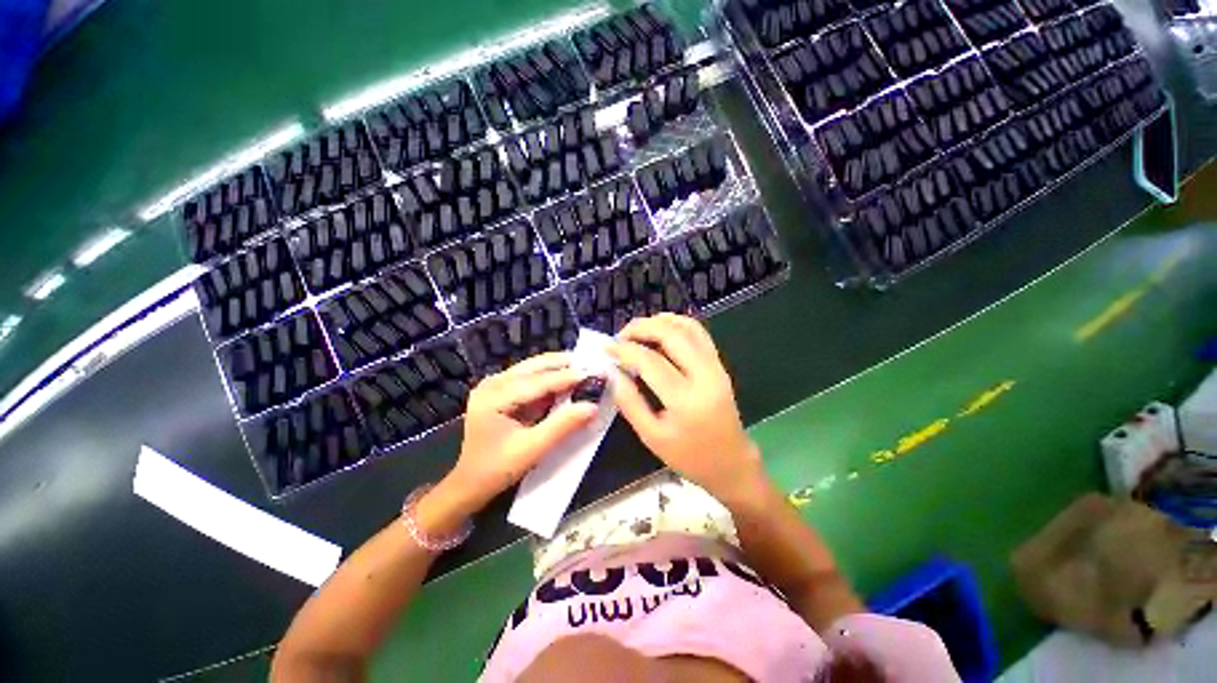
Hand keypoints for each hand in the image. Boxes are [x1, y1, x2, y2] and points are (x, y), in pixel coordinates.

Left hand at [439, 353, 597, 517]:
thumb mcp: (532, 449)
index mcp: (494, 397)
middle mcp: (493, 383)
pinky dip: (550, 377)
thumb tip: (593, 406)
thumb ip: (563, 426)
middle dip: (565, 365)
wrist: (470, 482)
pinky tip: (567, 380)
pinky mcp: (500, 388)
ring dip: (559, 369)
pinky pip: (530, 376)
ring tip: (584, 370)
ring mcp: (494, 383)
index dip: (568, 376)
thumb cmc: (498, 469)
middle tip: (592, 366)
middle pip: (534, 366)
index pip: (537, 381)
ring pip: (533, 368)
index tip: (595, 372)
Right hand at [608, 314, 766, 504]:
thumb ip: (629, 402)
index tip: (606, 348)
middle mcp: (704, 376)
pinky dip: (678, 324)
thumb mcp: (651, 436)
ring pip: (688, 327)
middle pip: (671, 335)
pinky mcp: (719, 364)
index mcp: (685, 400)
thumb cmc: (688, 456)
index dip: (624, 350)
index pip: (650, 361)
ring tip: (637, 331)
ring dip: (659, 321)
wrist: (731, 463)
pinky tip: (661, 329)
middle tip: (620, 336)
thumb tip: (612, 372)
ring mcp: (716, 366)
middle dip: (641, 327)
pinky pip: (699, 333)